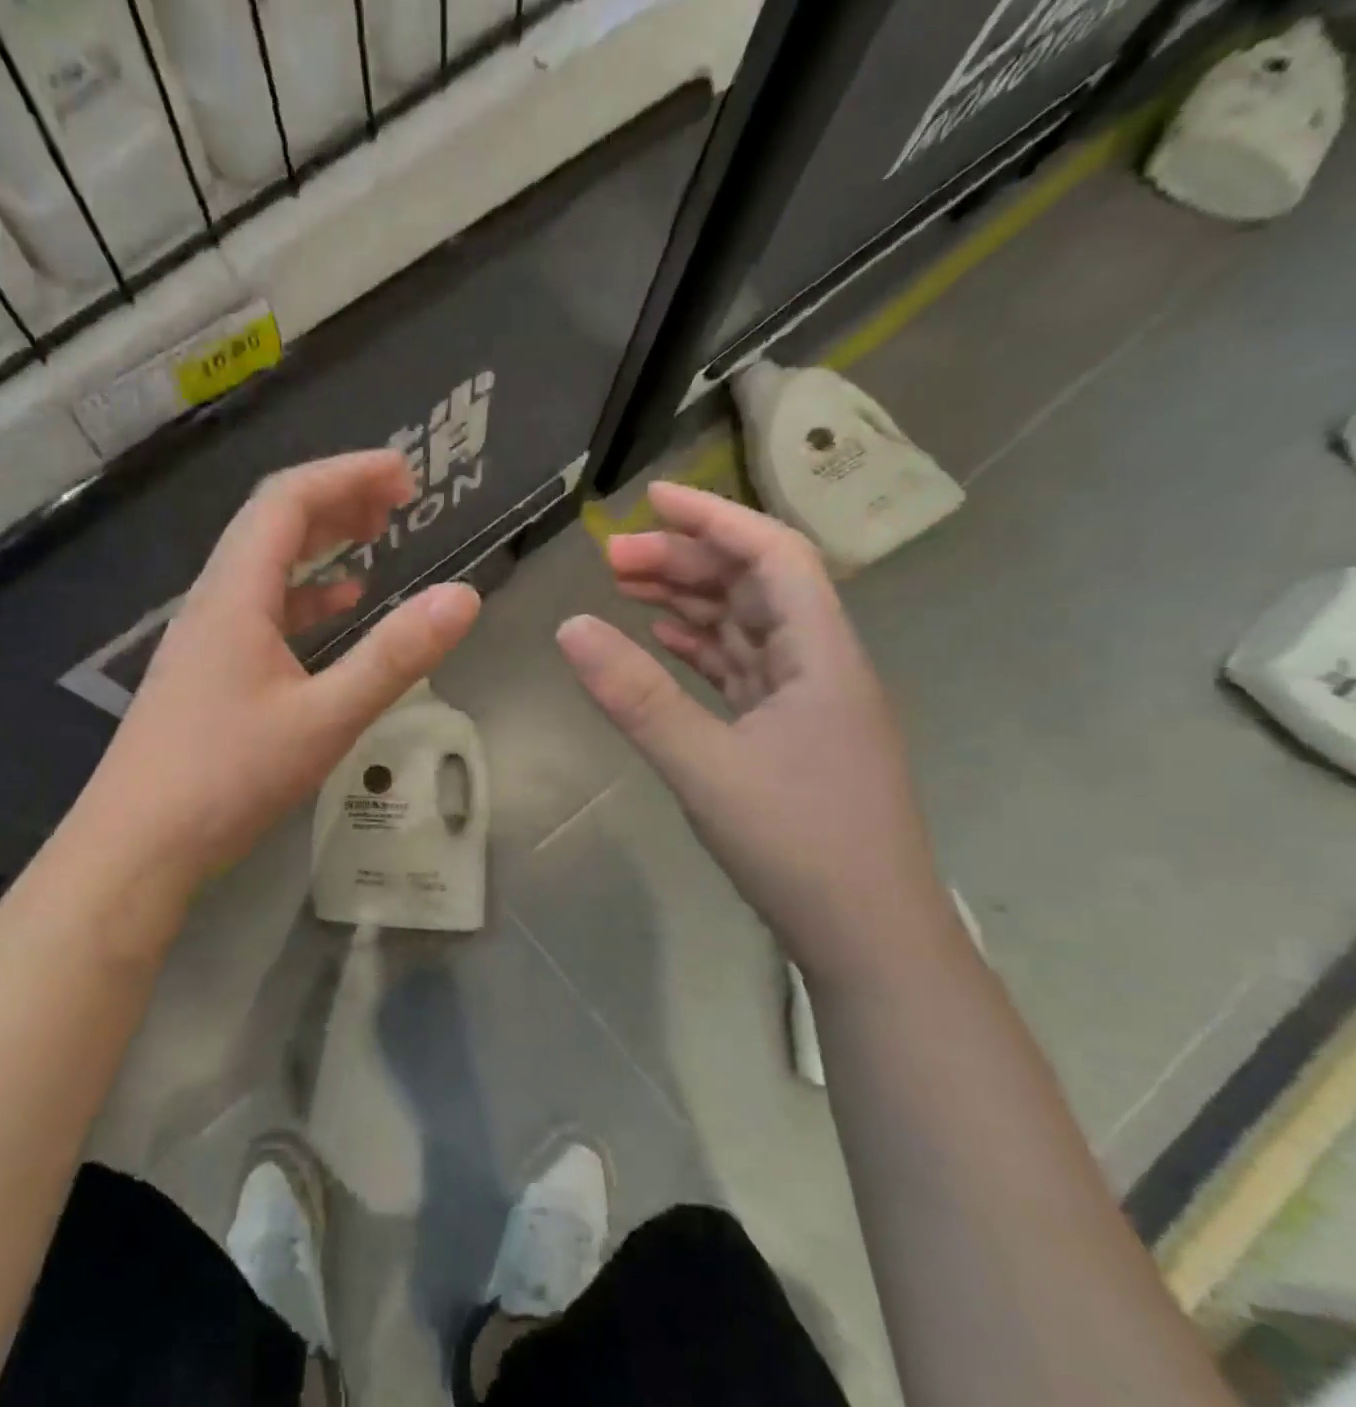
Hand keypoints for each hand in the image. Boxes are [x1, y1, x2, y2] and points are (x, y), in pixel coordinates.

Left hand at [83, 451, 480, 898]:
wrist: (136, 845)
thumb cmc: (227, 779)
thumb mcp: (324, 719)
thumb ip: (394, 657)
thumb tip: (465, 596)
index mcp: (236, 594)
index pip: (288, 500)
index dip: (347, 475)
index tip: (405, 475)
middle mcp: (214, 600)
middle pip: (272, 522)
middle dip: (337, 499)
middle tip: (398, 501)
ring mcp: (205, 636)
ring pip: (264, 564)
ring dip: (319, 542)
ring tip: (374, 537)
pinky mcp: (206, 670)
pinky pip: (259, 608)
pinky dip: (303, 594)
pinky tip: (336, 607)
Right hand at [556, 482, 953, 985]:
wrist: (869, 939)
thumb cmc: (799, 846)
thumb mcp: (705, 767)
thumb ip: (636, 697)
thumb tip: (570, 627)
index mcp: (822, 655)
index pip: (774, 556)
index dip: (716, 519)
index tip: (651, 500)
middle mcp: (822, 665)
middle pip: (754, 587)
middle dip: (686, 563)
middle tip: (610, 560)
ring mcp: (808, 703)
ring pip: (746, 629)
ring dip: (691, 603)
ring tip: (626, 590)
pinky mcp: (790, 735)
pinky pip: (742, 671)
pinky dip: (701, 650)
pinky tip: (665, 643)